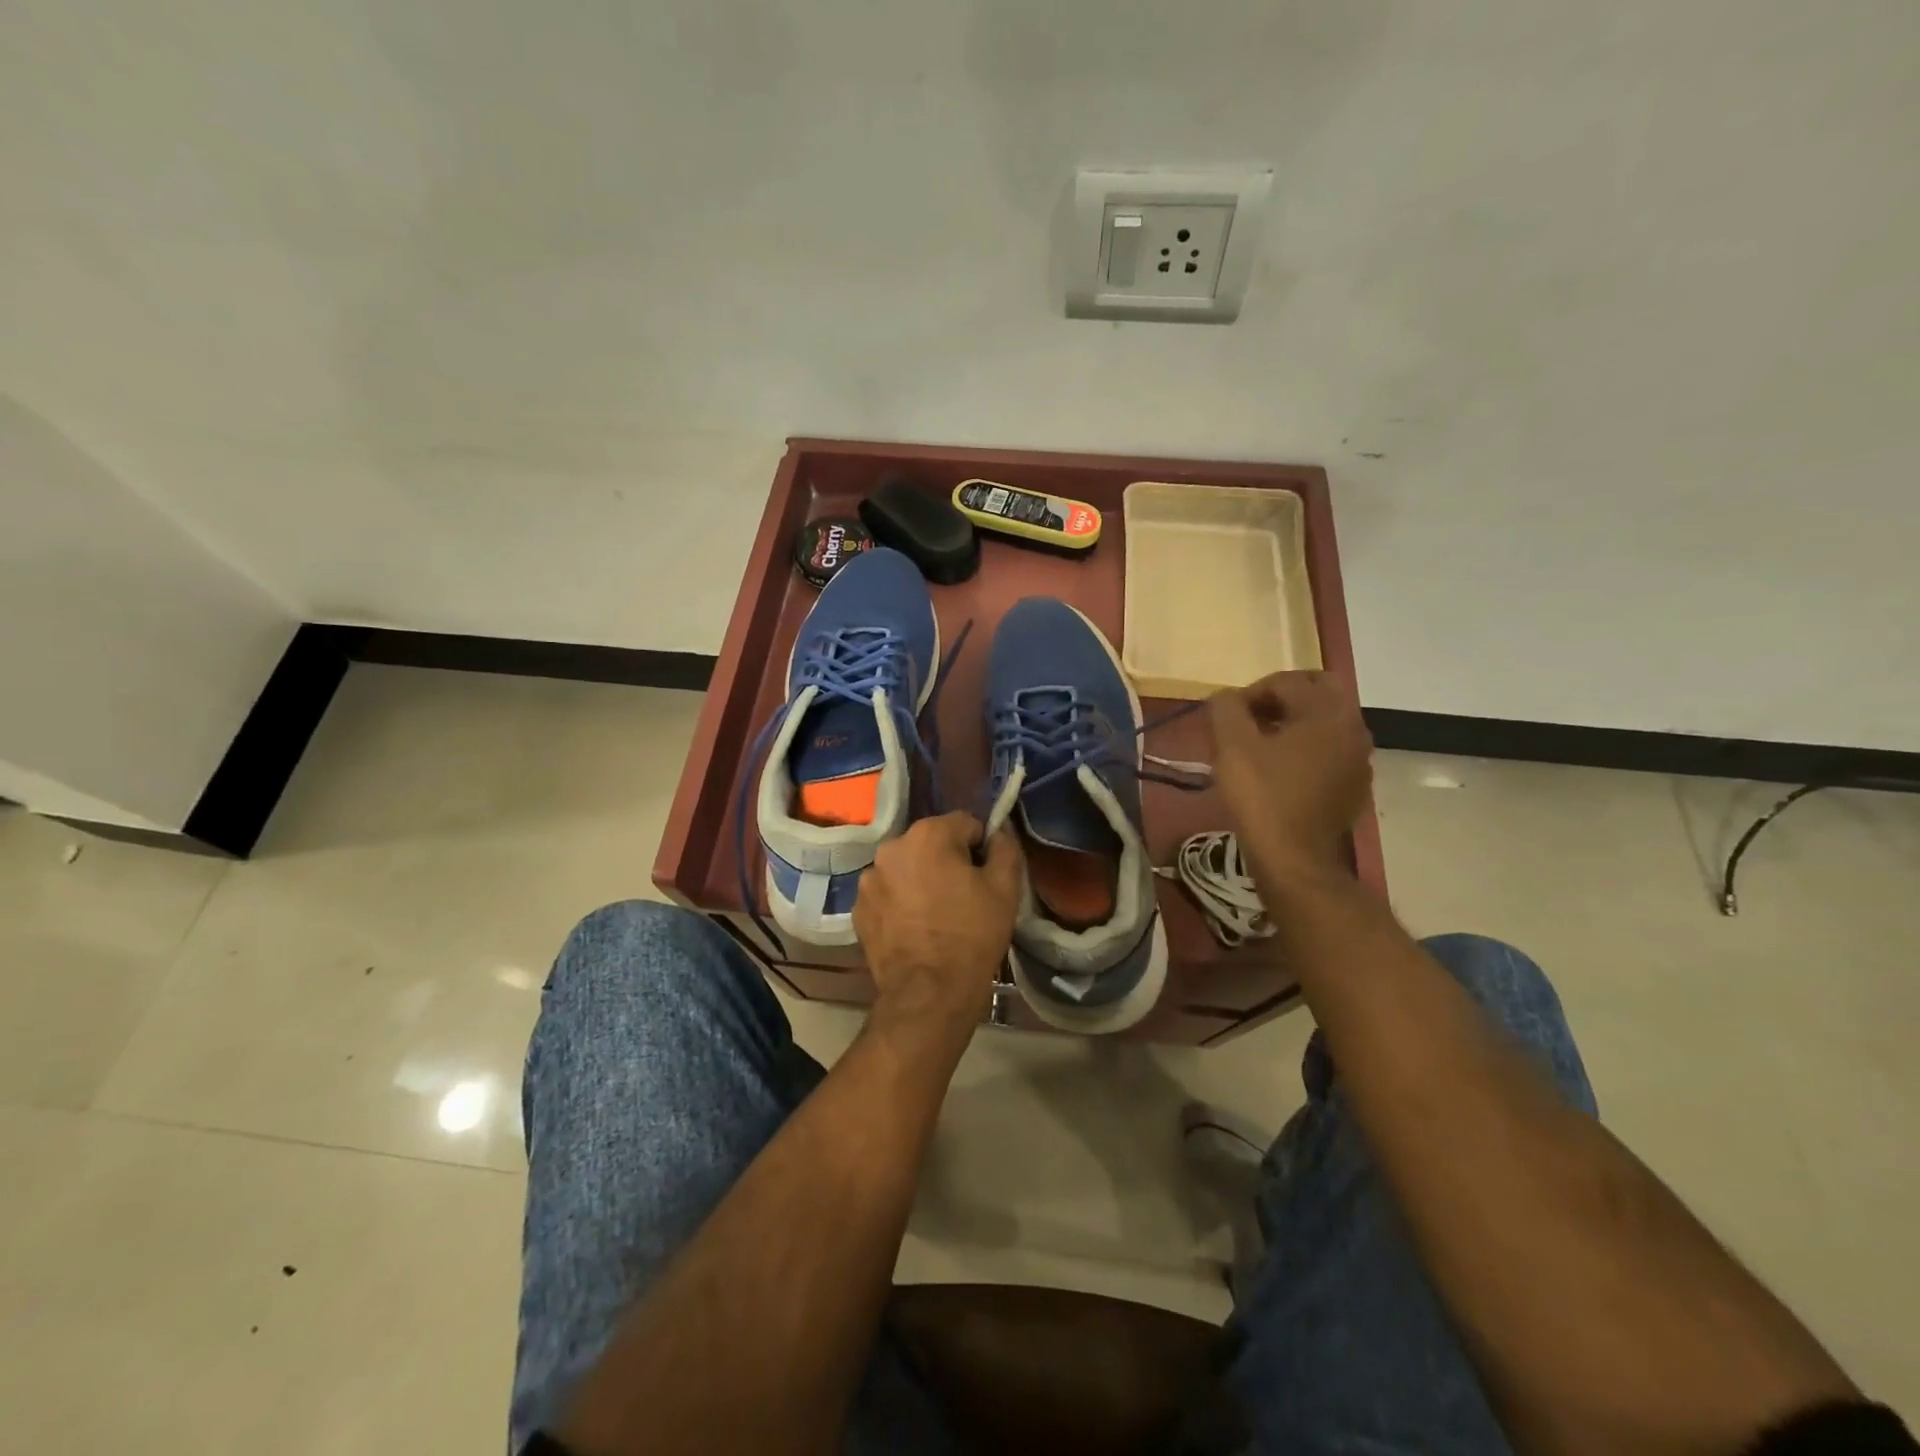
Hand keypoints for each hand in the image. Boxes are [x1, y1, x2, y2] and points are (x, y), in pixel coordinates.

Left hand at [853, 812, 1023, 1047]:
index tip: (987, 877)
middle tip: (964, 897)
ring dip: (921, 880)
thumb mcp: (1005, 887)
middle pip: (931, 843)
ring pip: (906, 868)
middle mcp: (891, 848)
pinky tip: (915, 929)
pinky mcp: (858, 909)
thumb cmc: (972, 935)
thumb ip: (1005, 847)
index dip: (981, 848)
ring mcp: (869, 879)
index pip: (965, 824)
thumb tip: (998, 831)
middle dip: (948, 861)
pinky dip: (900, 903)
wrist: (929, 993)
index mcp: (927, 834)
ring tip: (937, 915)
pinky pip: (888, 894)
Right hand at [1208, 671, 1372, 877]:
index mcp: (1328, 712)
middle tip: (1249, 720)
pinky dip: (1306, 750)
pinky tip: (1280, 772)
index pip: (1286, 681)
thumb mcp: (1231, 746)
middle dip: (1281, 699)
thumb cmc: (1262, 798)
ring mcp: (1360, 759)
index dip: (1249, 693)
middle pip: (1317, 692)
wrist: (1294, 860)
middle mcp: (1354, 728)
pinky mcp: (1355, 786)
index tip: (1225, 718)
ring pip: (1326, 722)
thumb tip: (1226, 698)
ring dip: (1294, 723)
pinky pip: (1331, 751)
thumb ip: (1226, 708)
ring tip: (1260, 746)